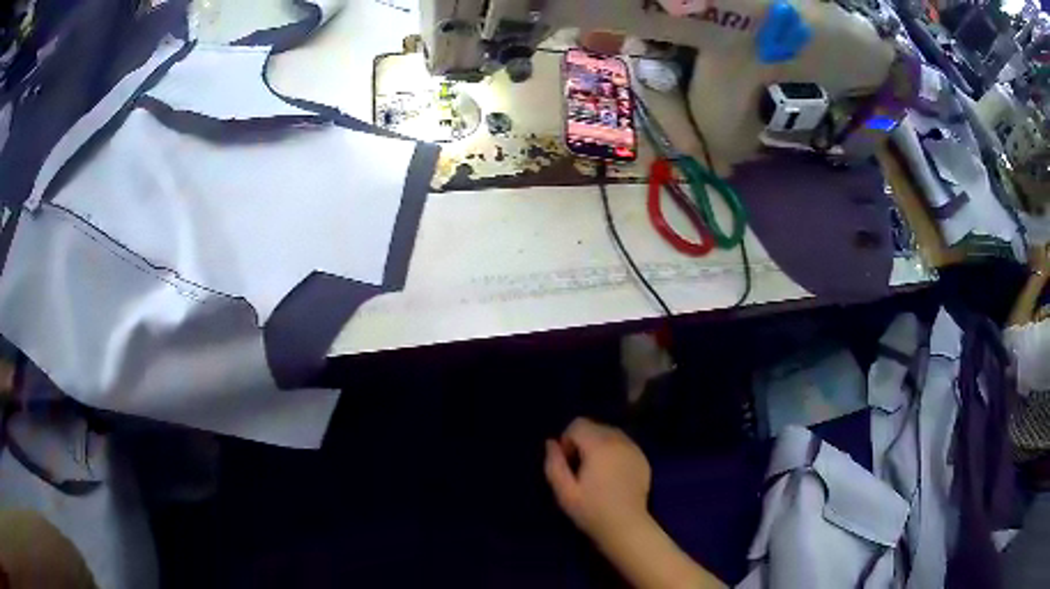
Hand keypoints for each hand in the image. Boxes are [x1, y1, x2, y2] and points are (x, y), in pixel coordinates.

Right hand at [544, 418, 651, 543]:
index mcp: (599, 446)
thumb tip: (551, 443)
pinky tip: (612, 475)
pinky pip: (624, 445)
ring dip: (599, 445)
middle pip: (595, 426)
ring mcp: (634, 449)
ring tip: (596, 471)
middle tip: (580, 468)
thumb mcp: (564, 491)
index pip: (578, 424)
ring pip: (611, 434)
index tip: (568, 463)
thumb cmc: (592, 510)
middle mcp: (619, 441)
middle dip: (583, 441)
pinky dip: (615, 451)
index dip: (567, 440)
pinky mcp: (643, 459)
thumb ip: (554, 464)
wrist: (626, 526)